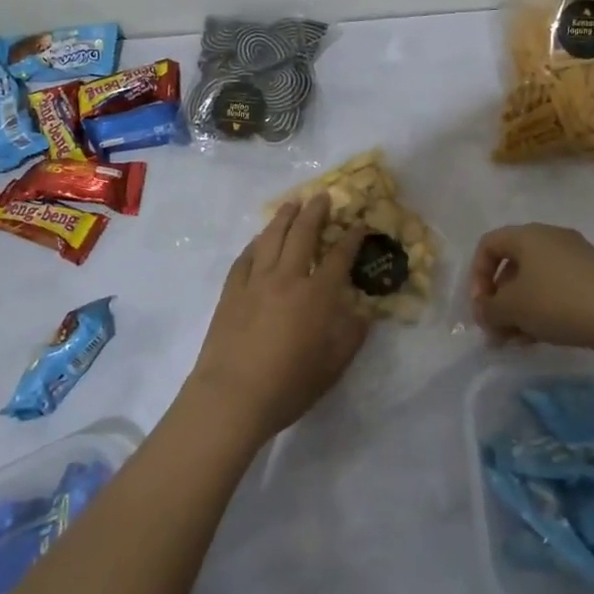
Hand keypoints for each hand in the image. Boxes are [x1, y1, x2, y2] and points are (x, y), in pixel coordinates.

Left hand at [187, 196, 370, 442]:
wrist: (232, 396)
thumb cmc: (288, 385)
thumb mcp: (332, 366)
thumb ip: (350, 336)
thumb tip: (362, 314)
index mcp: (316, 295)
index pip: (339, 256)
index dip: (352, 237)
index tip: (360, 224)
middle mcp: (287, 278)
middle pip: (303, 234)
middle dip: (316, 212)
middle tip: (323, 196)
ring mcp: (255, 281)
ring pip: (272, 238)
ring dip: (284, 217)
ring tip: (293, 203)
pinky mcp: (231, 291)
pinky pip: (246, 257)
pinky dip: (256, 244)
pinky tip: (260, 239)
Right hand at [467, 223, 593, 349]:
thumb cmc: (556, 302)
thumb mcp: (512, 308)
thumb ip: (488, 309)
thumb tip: (484, 312)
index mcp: (528, 235)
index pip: (489, 245)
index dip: (477, 275)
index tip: (481, 306)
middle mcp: (551, 237)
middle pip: (513, 265)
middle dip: (500, 299)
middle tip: (498, 330)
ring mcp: (576, 256)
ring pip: (535, 280)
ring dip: (520, 309)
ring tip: (518, 340)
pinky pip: (557, 287)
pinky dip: (543, 308)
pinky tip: (542, 337)